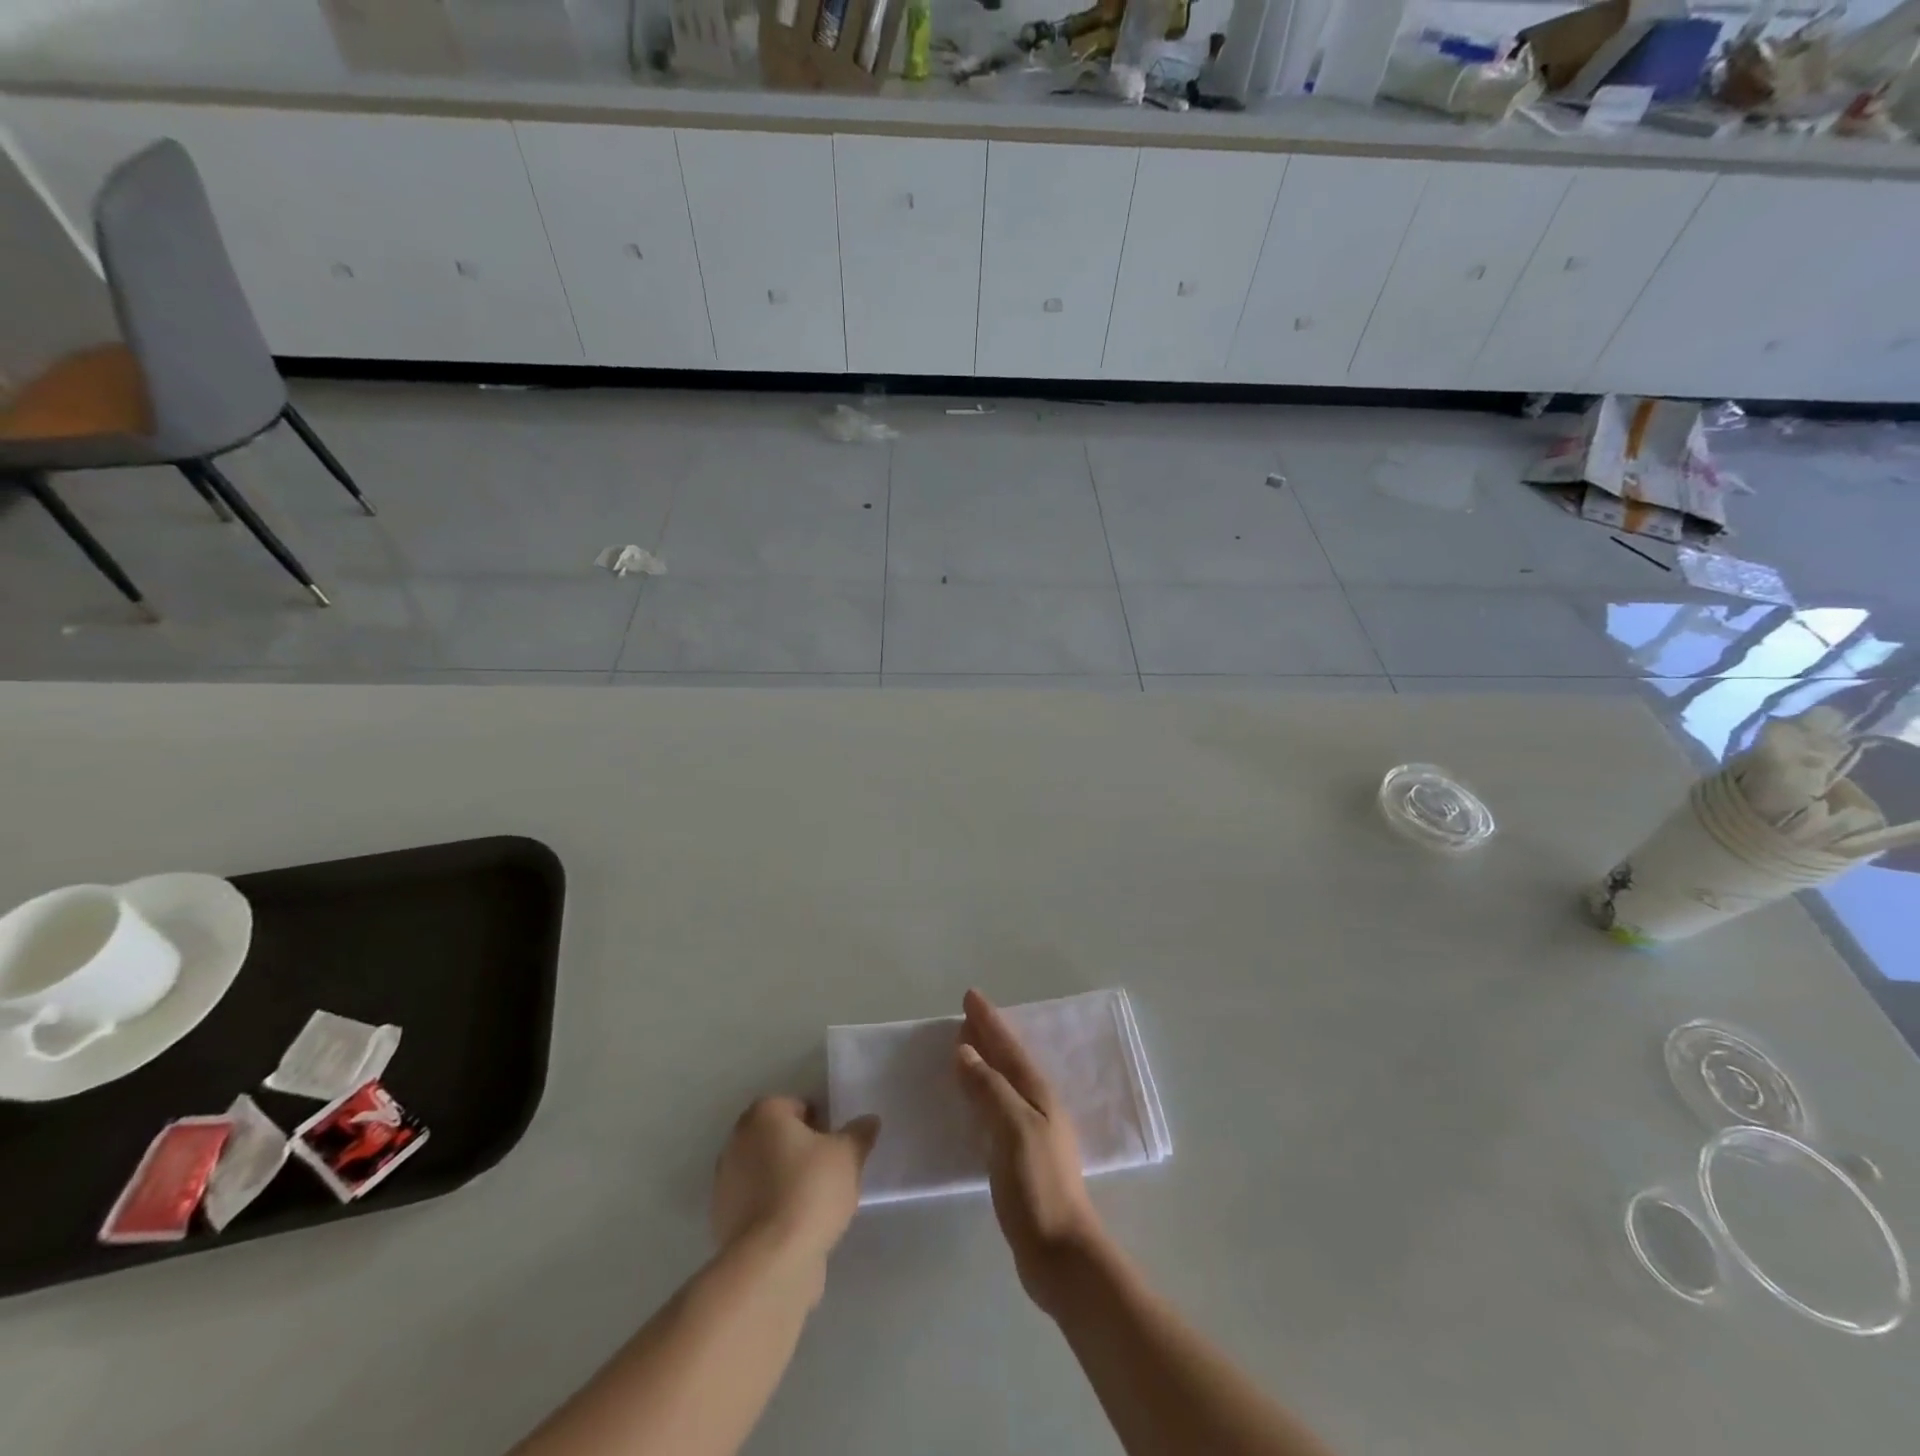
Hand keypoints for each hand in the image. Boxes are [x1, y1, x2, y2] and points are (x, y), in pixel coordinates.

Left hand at [711, 1097, 879, 1269]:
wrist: (770, 1261)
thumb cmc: (810, 1190)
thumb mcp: (848, 1156)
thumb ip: (859, 1134)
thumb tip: (869, 1121)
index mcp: (764, 1115)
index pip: (796, 1106)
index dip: (820, 1123)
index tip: (836, 1145)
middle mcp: (738, 1140)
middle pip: (777, 1137)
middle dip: (800, 1150)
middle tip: (828, 1170)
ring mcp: (725, 1182)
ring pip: (765, 1170)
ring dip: (785, 1180)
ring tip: (815, 1202)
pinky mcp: (723, 1219)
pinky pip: (757, 1202)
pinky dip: (773, 1208)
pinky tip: (796, 1226)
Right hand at [955, 989, 1107, 1315]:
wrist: (1060, 1254)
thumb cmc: (1038, 1186)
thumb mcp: (1013, 1129)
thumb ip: (989, 1088)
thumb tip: (965, 1052)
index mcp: (1037, 1095)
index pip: (1008, 1047)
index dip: (989, 1021)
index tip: (970, 996)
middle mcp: (1037, 1107)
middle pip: (1008, 1061)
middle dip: (988, 1036)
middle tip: (965, 1017)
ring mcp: (1031, 1133)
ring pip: (1003, 1084)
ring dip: (985, 1063)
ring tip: (965, 1049)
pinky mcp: (1020, 1158)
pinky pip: (996, 1110)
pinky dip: (982, 1094)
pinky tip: (972, 1103)